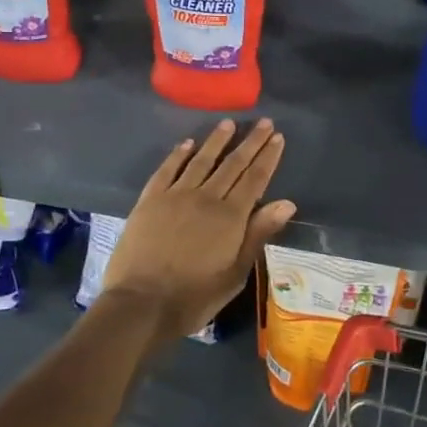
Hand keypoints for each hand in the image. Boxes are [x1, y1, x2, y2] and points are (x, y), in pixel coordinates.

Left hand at [100, 119, 295, 346]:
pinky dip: (178, 154)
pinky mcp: (150, 200)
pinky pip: (167, 169)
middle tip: (264, 122)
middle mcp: (206, 197)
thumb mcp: (235, 274)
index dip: (268, 157)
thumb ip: (258, 234)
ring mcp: (175, 196)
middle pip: (233, 164)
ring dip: (217, 140)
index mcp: (231, 217)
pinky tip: (187, 143)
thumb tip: (286, 202)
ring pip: (201, 160)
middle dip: (251, 142)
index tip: (278, 137)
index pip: (255, 178)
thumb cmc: (193, 296)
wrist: (140, 304)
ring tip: (229, 123)